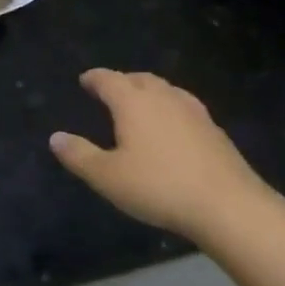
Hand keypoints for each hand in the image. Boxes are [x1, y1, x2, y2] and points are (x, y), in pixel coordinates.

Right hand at [50, 69, 267, 240]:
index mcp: (133, 102)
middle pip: (139, 79)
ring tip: (141, 105)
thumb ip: (79, 155)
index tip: (85, 80)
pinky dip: (170, 109)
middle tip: (110, 91)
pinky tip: (173, 128)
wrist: (229, 207)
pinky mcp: (215, 131)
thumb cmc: (159, 187)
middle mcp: (163, 97)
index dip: (94, 78)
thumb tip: (55, 137)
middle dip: (122, 81)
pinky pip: (184, 108)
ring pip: (166, 90)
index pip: (108, 79)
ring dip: (149, 92)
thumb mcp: (107, 177)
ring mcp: (193, 112)